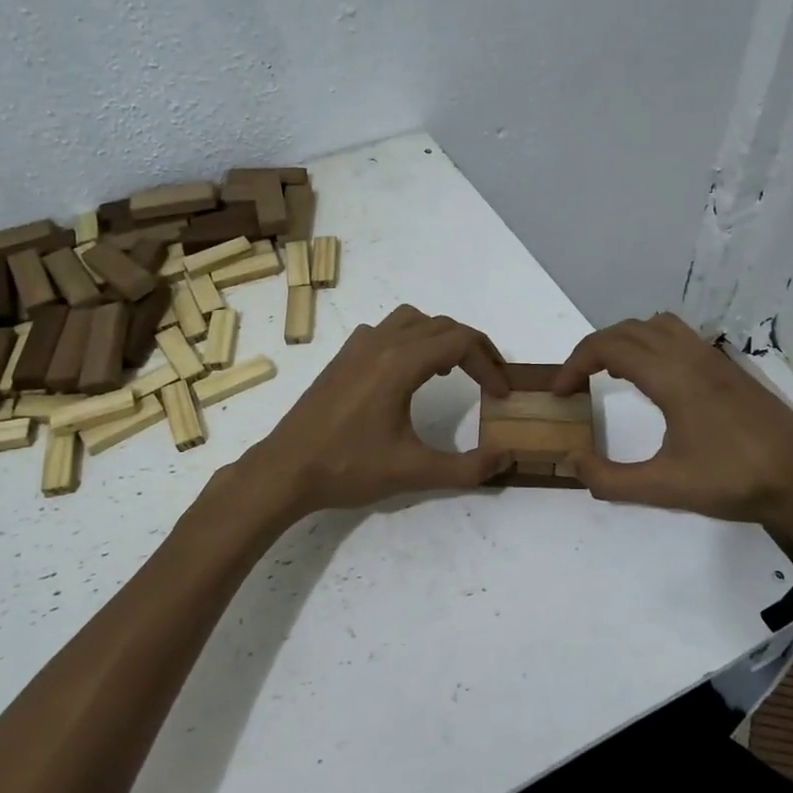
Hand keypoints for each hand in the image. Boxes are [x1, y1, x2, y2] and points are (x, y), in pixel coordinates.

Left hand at [240, 306, 512, 515]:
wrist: (286, 470)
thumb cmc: (348, 468)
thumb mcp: (414, 472)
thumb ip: (467, 468)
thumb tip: (506, 460)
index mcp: (400, 363)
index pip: (461, 342)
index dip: (490, 364)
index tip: (502, 394)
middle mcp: (380, 343)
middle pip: (441, 325)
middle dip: (472, 348)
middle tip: (489, 380)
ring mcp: (357, 347)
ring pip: (411, 320)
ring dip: (439, 337)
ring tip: (451, 371)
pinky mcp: (342, 358)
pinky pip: (385, 330)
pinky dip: (409, 339)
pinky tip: (406, 374)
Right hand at [553, 312, 792, 543]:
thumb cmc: (732, 480)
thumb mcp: (663, 487)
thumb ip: (610, 478)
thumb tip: (573, 460)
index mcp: (671, 376)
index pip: (609, 347)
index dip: (574, 364)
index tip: (559, 392)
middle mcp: (690, 356)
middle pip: (628, 329)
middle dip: (593, 350)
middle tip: (577, 383)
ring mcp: (713, 359)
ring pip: (656, 326)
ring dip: (625, 340)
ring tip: (611, 373)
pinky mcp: (728, 369)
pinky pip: (679, 336)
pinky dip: (652, 344)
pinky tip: (655, 381)